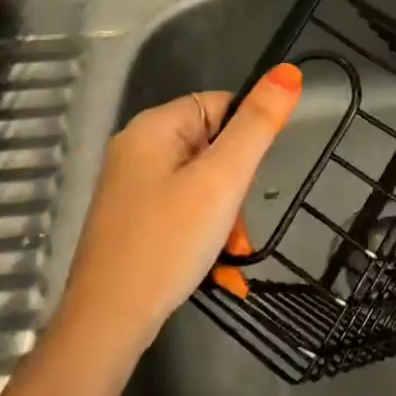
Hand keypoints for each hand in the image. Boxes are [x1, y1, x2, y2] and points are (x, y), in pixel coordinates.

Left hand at [60, 64, 301, 353]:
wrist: (107, 323)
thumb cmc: (168, 242)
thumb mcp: (223, 180)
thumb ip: (257, 125)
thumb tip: (288, 71)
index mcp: (153, 127)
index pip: (221, 106)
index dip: (246, 140)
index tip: (248, 181)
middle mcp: (136, 147)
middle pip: (212, 146)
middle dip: (235, 188)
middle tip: (235, 227)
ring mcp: (129, 185)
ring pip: (200, 182)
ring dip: (223, 214)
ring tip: (227, 252)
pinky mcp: (129, 219)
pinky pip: (181, 207)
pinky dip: (202, 230)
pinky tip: (210, 261)